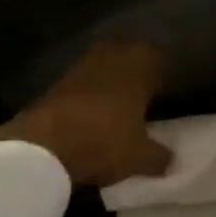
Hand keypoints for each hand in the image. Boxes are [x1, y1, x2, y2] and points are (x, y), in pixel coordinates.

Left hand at [0, 42, 173, 187]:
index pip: (158, 57)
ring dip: (112, 80)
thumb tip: (172, 160)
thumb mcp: (139, 157)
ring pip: (105, 66)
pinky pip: (85, 81)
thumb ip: (159, 157)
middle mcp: (112, 56)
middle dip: (138, 71)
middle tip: (146, 93)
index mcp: (138, 65)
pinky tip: (94, 113)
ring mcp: (82, 67)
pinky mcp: (58, 82)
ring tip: (120, 104)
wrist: (42, 146)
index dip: (165, 72)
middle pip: (130, 55)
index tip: (169, 89)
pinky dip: (91, 92)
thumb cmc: (103, 141)